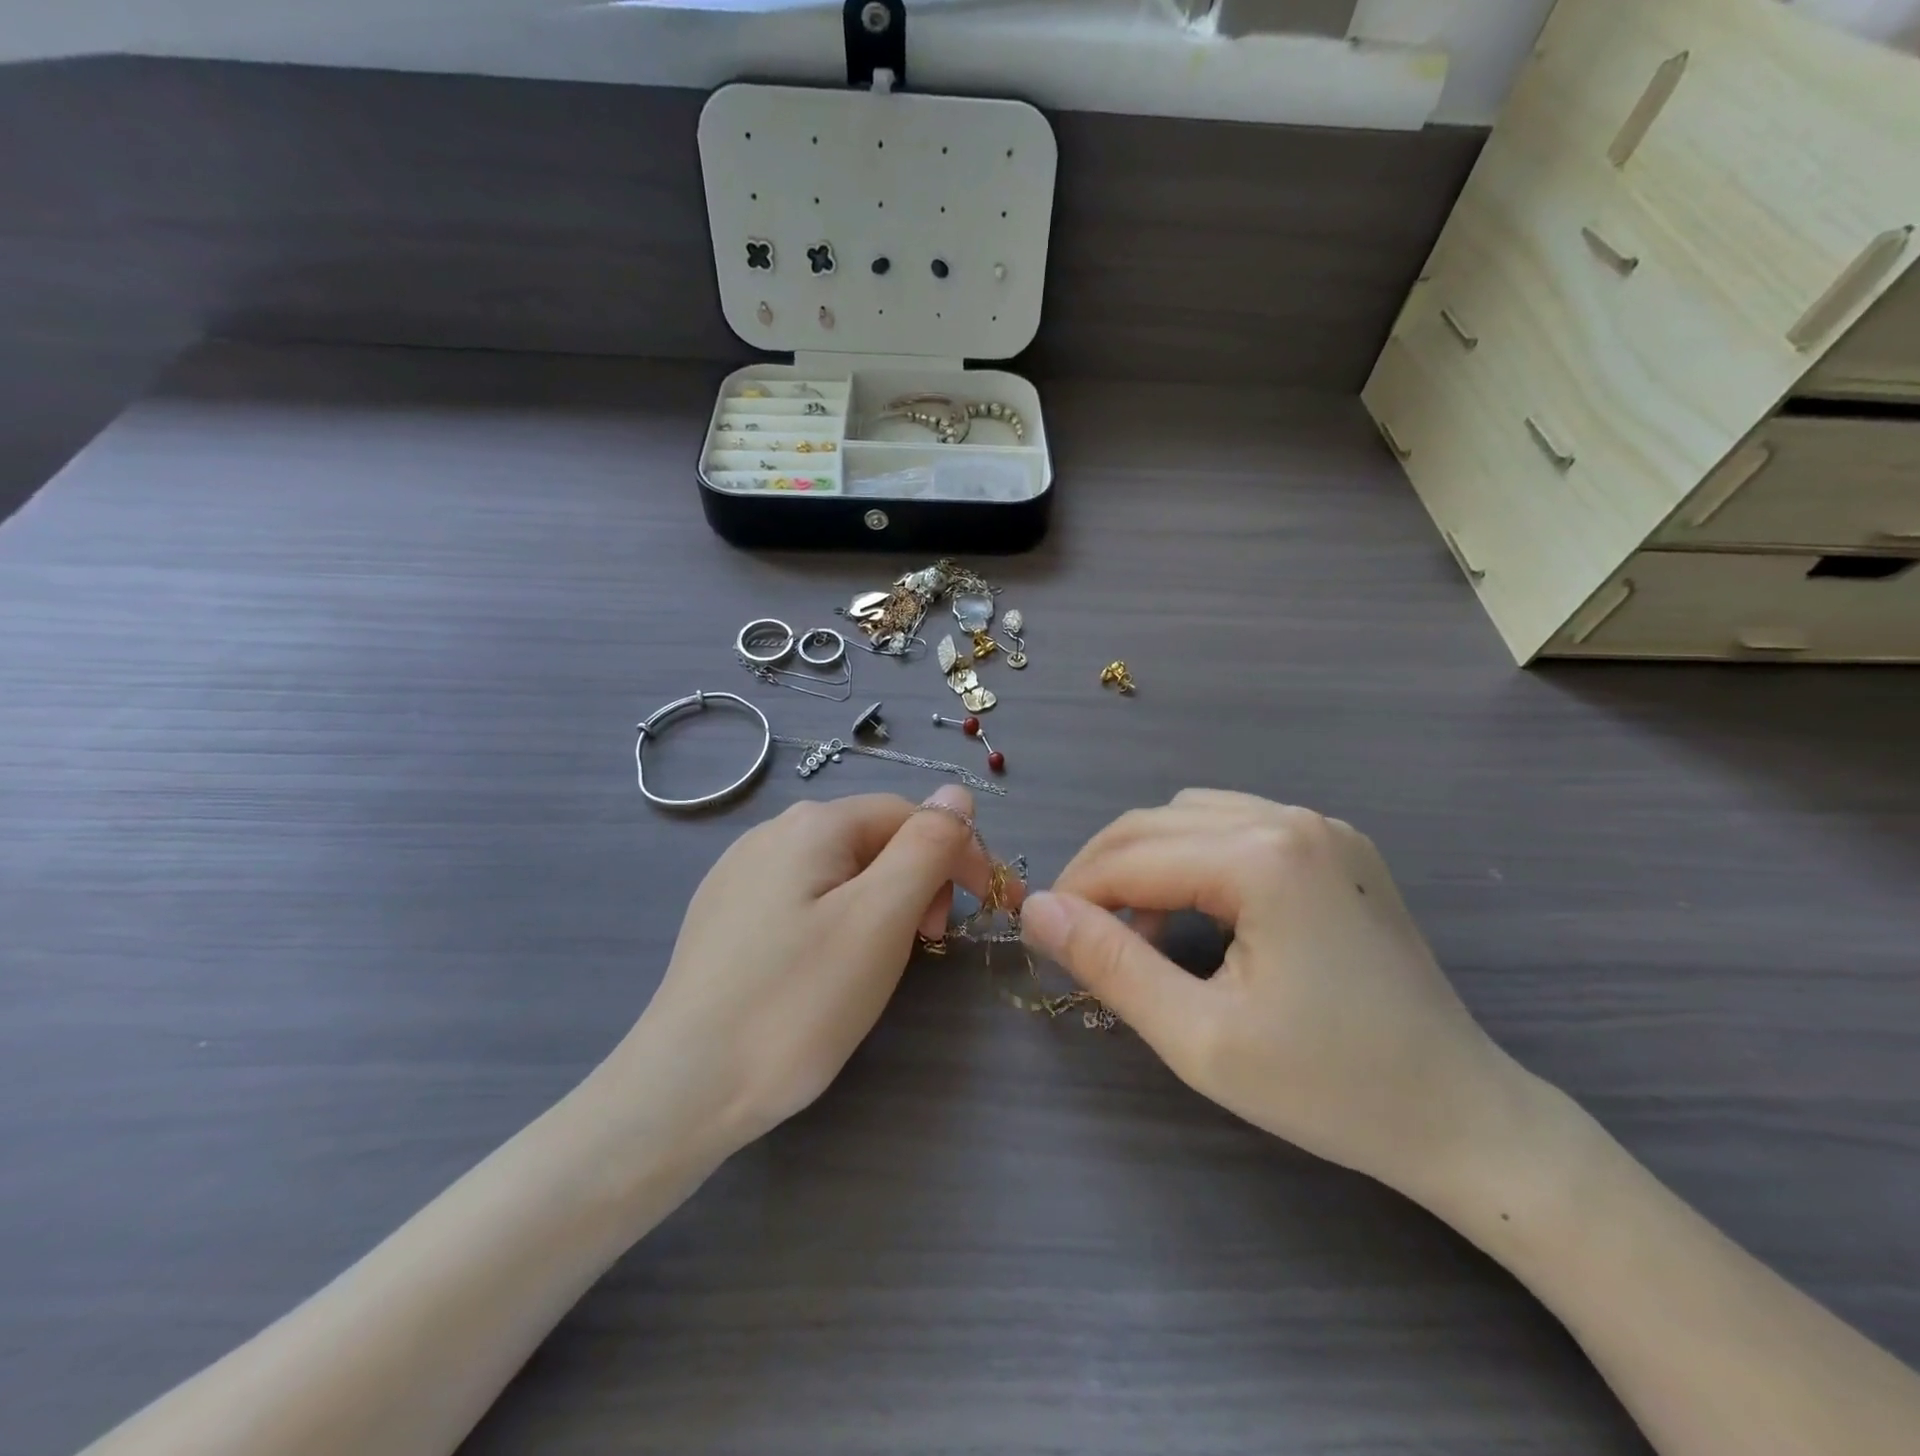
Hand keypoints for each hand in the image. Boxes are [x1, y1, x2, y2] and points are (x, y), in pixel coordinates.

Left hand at [615, 784, 995, 1152]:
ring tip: (879, 961)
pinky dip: (838, 921)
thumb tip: (958, 794)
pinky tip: (824, 968)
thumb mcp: (881, 919)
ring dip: (881, 903)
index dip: (959, 854)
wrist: (683, 1089)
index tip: (986, 910)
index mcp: (813, 823)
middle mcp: (772, 832)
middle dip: (918, 881)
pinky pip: (803, 899)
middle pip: (875, 839)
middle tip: (926, 944)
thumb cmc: (797, 1002)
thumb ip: (927, 846)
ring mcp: (741, 872)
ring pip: (841, 872)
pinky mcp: (725, 915)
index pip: (912, 815)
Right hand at [1020, 789, 1520, 1196]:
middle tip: (1078, 932)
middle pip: (1155, 821)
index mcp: (1263, 858)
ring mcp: (1322, 827)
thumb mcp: (1198, 1038)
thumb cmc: (1329, 1088)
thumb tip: (1036, 909)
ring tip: (1138, 928)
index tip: (1044, 936)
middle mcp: (1291, 819)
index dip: (1075, 892)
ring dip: (1146, 860)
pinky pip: (1236, 826)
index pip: (1131, 856)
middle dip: (1103, 871)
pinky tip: (1199, 911)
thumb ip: (1109, 964)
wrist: (1464, 1116)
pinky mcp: (1337, 846)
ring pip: (1191, 816)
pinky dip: (1194, 858)